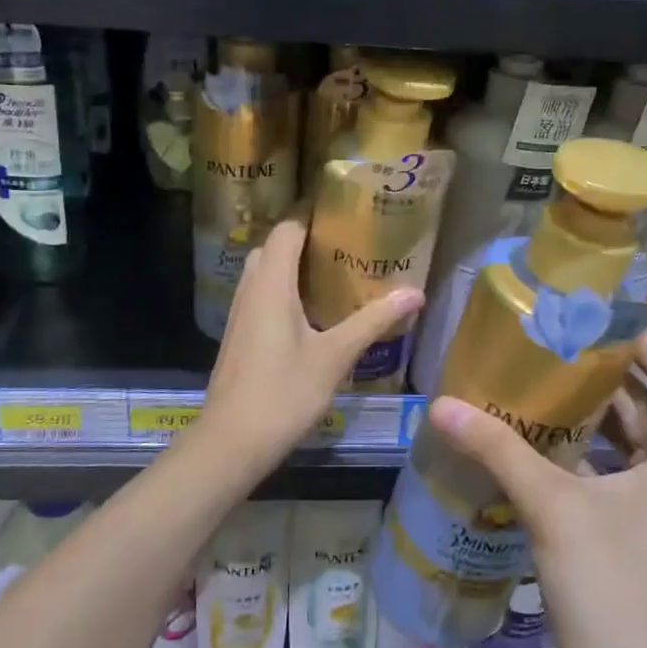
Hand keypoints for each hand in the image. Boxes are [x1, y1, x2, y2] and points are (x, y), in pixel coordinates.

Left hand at [199, 218, 422, 471]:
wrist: (231, 441)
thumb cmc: (284, 392)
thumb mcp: (335, 356)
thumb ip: (373, 321)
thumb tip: (415, 293)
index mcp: (272, 284)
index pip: (288, 228)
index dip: (311, 211)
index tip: (344, 206)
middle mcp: (251, 289)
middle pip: (275, 245)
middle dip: (305, 236)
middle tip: (345, 239)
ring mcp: (241, 312)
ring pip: (265, 270)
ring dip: (293, 263)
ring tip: (333, 268)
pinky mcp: (239, 334)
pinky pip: (261, 293)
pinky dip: (284, 287)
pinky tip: (311, 309)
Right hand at [427, 332, 646, 647]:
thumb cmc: (616, 591)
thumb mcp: (555, 508)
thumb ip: (498, 450)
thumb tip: (441, 404)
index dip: (631, 337)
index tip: (581, 315)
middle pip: (643, 405)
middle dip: (595, 375)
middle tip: (539, 346)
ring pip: (622, 446)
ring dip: (580, 420)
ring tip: (524, 387)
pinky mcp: (634, 544)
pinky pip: (605, 482)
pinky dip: (572, 462)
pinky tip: (524, 450)